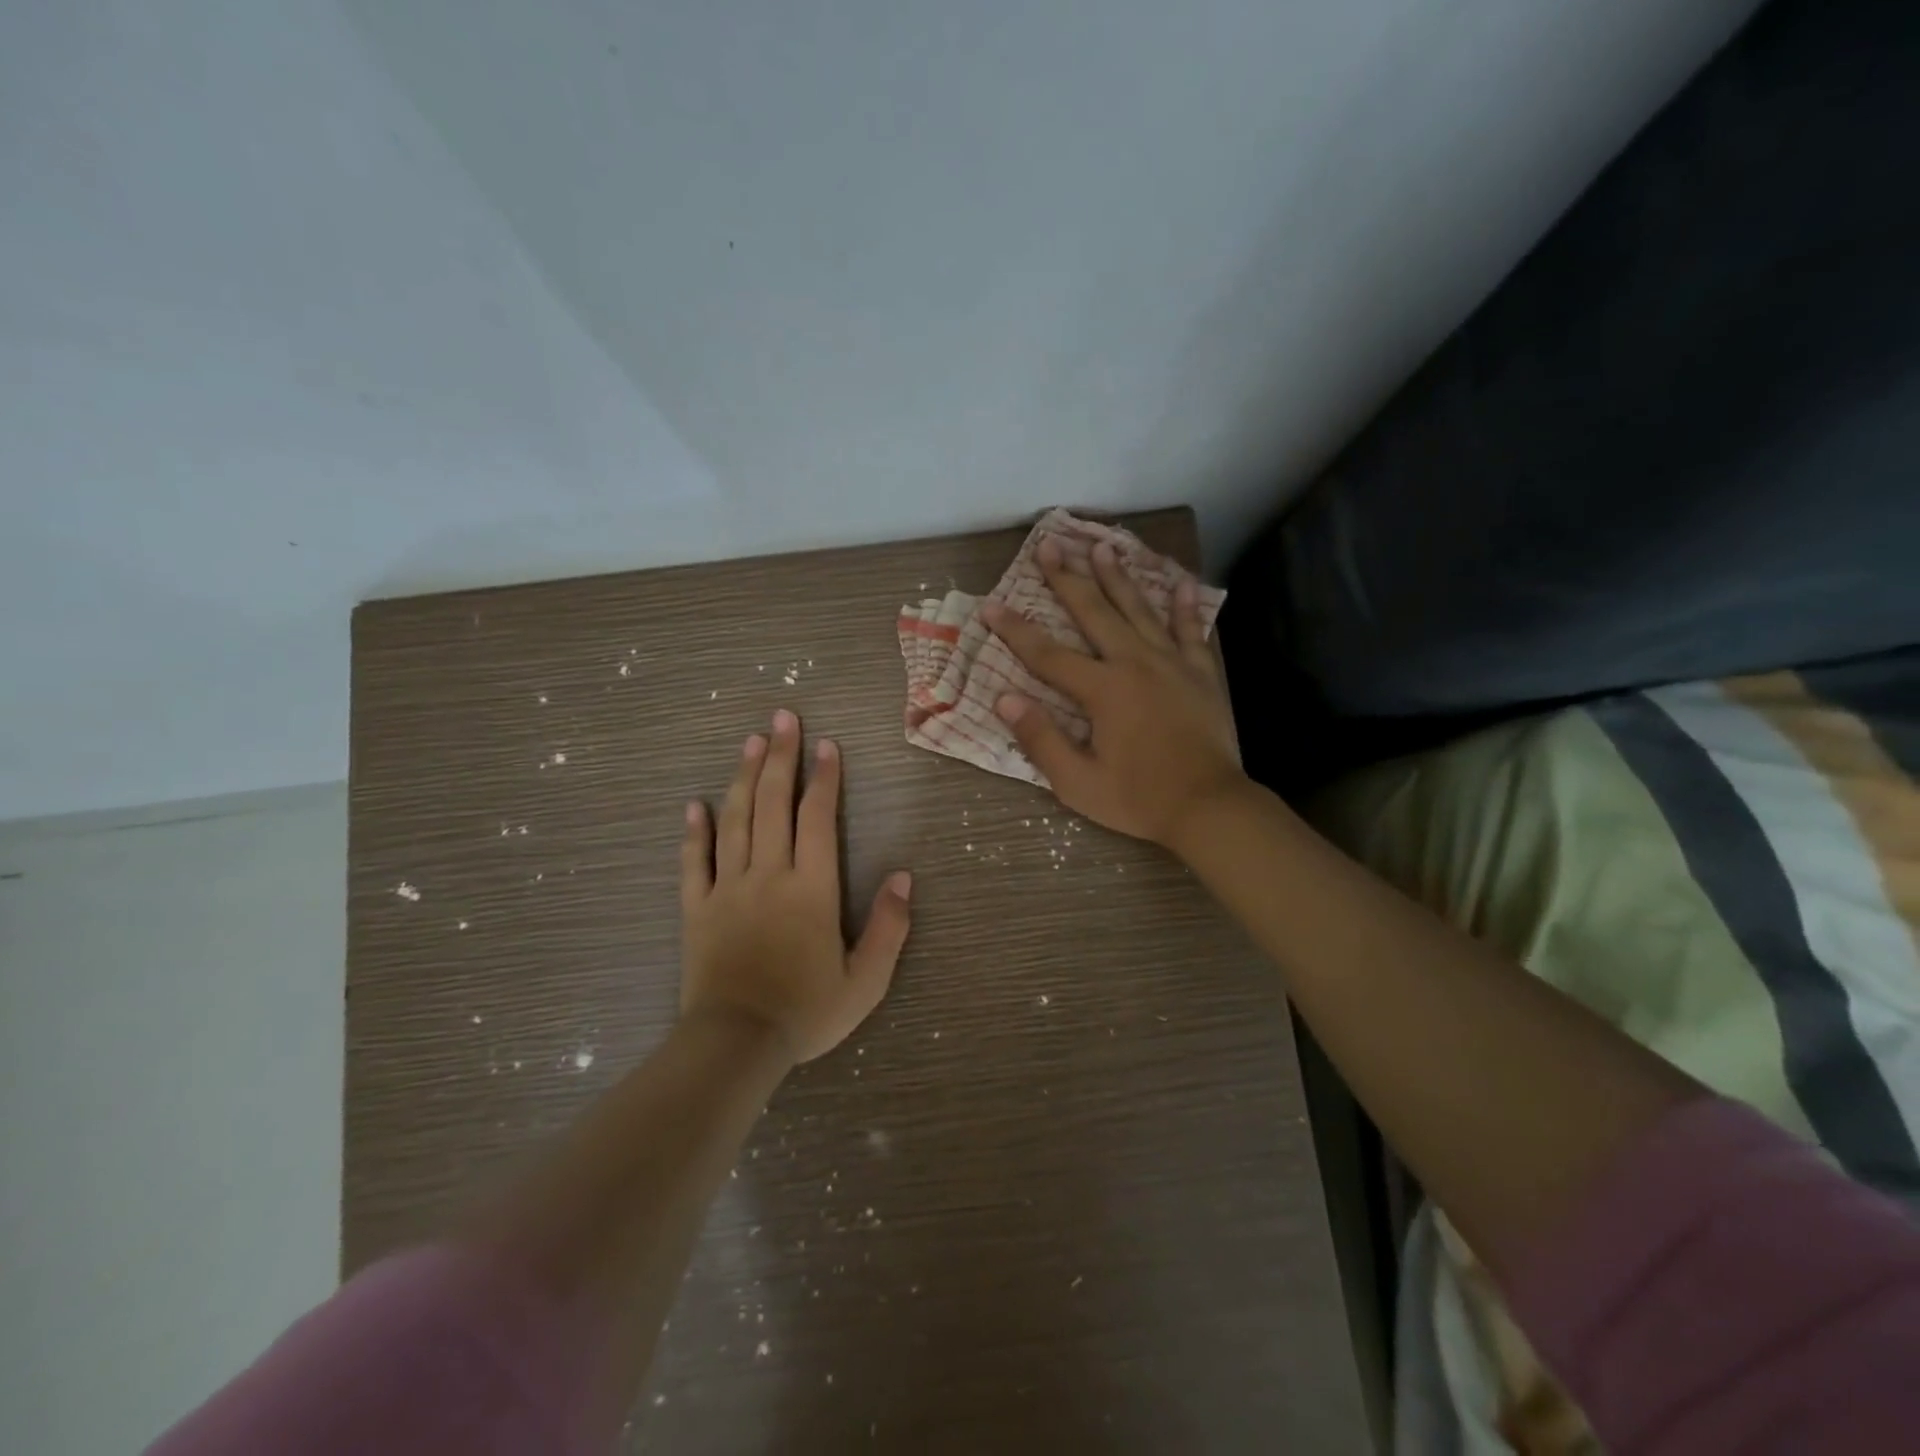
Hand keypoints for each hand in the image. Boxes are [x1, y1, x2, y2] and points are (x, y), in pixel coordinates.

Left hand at [680, 710, 912, 1063]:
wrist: (736, 1044)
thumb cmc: (806, 1012)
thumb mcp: (866, 981)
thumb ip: (889, 927)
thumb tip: (904, 876)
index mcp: (811, 888)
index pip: (817, 818)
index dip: (824, 778)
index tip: (827, 745)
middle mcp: (768, 875)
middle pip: (772, 804)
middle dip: (781, 758)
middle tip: (782, 719)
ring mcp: (728, 888)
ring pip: (734, 820)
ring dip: (743, 778)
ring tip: (750, 742)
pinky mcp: (697, 909)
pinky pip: (694, 862)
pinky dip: (694, 832)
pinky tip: (693, 805)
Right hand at [980, 536, 1245, 849]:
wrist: (1210, 808)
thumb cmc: (1140, 799)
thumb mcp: (1078, 783)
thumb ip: (1041, 739)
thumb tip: (1004, 700)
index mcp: (1103, 690)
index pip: (1047, 654)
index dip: (1015, 630)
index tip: (990, 606)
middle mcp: (1135, 664)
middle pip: (1095, 613)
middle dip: (1067, 578)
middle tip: (1049, 544)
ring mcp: (1172, 664)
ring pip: (1140, 610)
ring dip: (1118, 577)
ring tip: (1102, 546)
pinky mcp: (1201, 674)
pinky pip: (1191, 631)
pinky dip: (1185, 606)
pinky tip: (1181, 582)